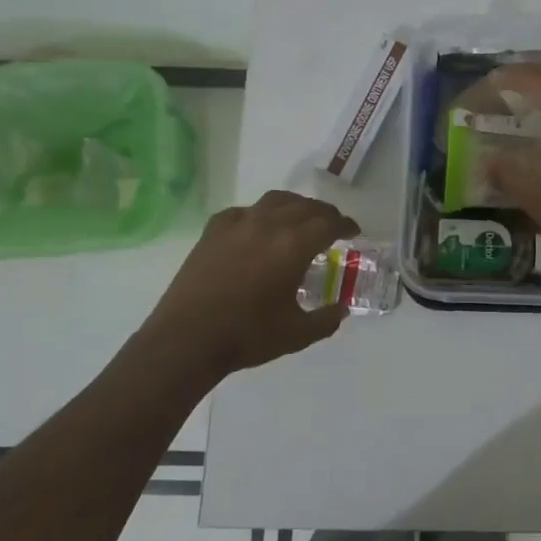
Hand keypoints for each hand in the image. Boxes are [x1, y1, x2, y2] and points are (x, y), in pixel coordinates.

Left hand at [143, 191, 359, 374]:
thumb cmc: (248, 336)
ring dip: (295, 206)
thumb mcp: (297, 334)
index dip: (345, 225)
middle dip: (323, 214)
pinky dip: (259, 214)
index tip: (353, 232)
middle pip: (305, 206)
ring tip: (299, 218)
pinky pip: (244, 211)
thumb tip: (341, 309)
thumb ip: (325, 320)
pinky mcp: (213, 232)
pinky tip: (257, 227)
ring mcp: (238, 224)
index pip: (329, 223)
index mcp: (294, 246)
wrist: (187, 340)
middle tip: (331, 226)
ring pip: (275, 200)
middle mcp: (269, 225)